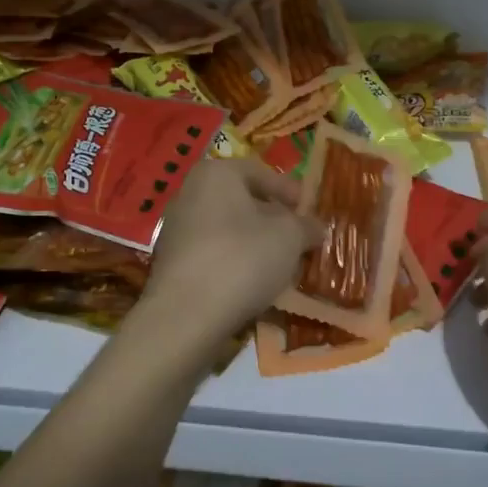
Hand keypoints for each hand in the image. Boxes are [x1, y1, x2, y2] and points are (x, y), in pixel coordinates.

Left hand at [145, 159, 321, 334]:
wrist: (186, 314)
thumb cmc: (242, 258)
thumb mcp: (289, 237)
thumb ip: (306, 225)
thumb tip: (315, 227)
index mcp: (215, 174)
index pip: (260, 172)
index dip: (289, 190)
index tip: (309, 211)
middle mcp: (190, 193)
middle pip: (241, 200)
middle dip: (272, 218)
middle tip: (299, 238)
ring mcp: (176, 229)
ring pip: (227, 228)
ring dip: (255, 243)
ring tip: (281, 264)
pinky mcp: (172, 262)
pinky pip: (213, 253)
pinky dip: (235, 262)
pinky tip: (253, 282)